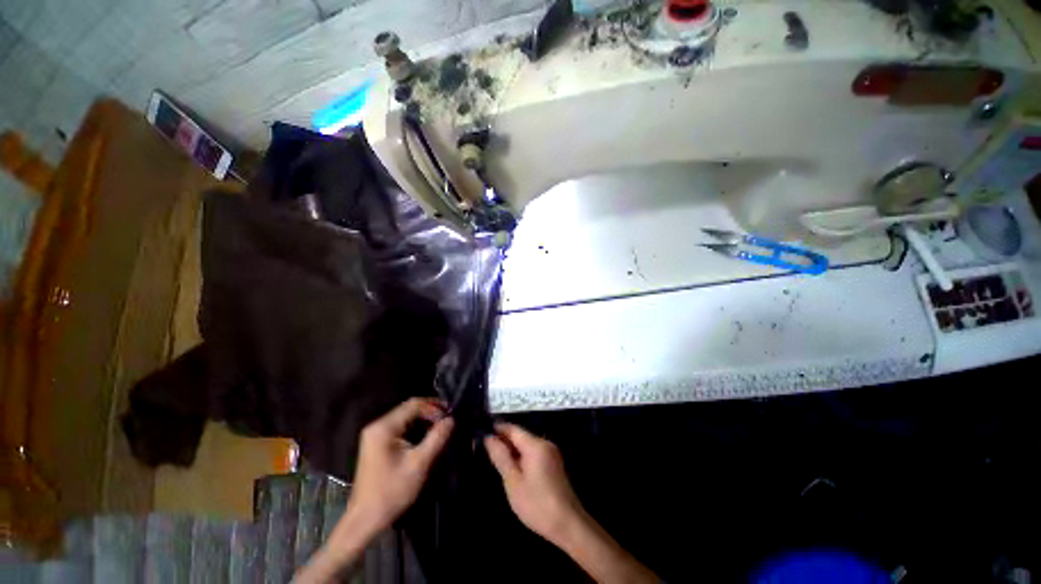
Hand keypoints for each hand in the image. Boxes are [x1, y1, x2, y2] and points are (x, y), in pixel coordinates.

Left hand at [348, 398, 454, 534]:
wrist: (365, 519)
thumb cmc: (391, 491)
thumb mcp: (419, 464)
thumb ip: (437, 438)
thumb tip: (451, 419)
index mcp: (384, 427)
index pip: (414, 405)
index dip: (434, 406)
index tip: (450, 414)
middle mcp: (377, 426)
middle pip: (409, 409)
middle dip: (430, 412)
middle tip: (448, 418)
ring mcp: (375, 435)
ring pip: (405, 418)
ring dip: (424, 419)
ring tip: (441, 426)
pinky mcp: (377, 443)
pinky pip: (400, 427)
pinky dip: (415, 428)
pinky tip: (426, 435)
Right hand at [484, 423, 585, 546]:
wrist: (568, 525)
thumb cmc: (537, 504)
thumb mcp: (513, 482)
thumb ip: (501, 457)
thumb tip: (489, 437)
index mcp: (535, 445)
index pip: (513, 428)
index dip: (497, 428)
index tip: (481, 431)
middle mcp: (545, 443)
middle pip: (520, 436)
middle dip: (504, 440)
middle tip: (484, 448)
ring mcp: (551, 453)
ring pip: (527, 445)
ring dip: (512, 450)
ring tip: (495, 459)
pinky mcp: (554, 464)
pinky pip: (534, 454)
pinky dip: (522, 457)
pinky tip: (512, 469)